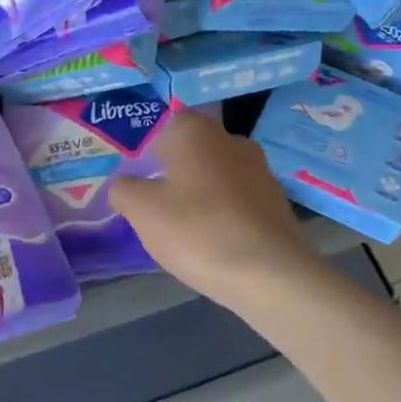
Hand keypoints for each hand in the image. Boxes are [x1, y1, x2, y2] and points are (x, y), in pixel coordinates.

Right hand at [108, 112, 322, 310]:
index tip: (138, 182)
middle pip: (191, 152)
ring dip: (199, 196)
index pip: (163, 127)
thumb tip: (124, 185)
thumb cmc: (197, 230)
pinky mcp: (277, 201)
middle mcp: (231, 139)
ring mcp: (260, 169)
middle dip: (173, 175)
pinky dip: (222, 215)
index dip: (147, 153)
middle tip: (154, 207)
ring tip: (183, 231)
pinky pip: (237, 200)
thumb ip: (123, 189)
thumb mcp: (141, 210)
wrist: (271, 274)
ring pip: (215, 176)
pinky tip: (214, 243)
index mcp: (195, 130)